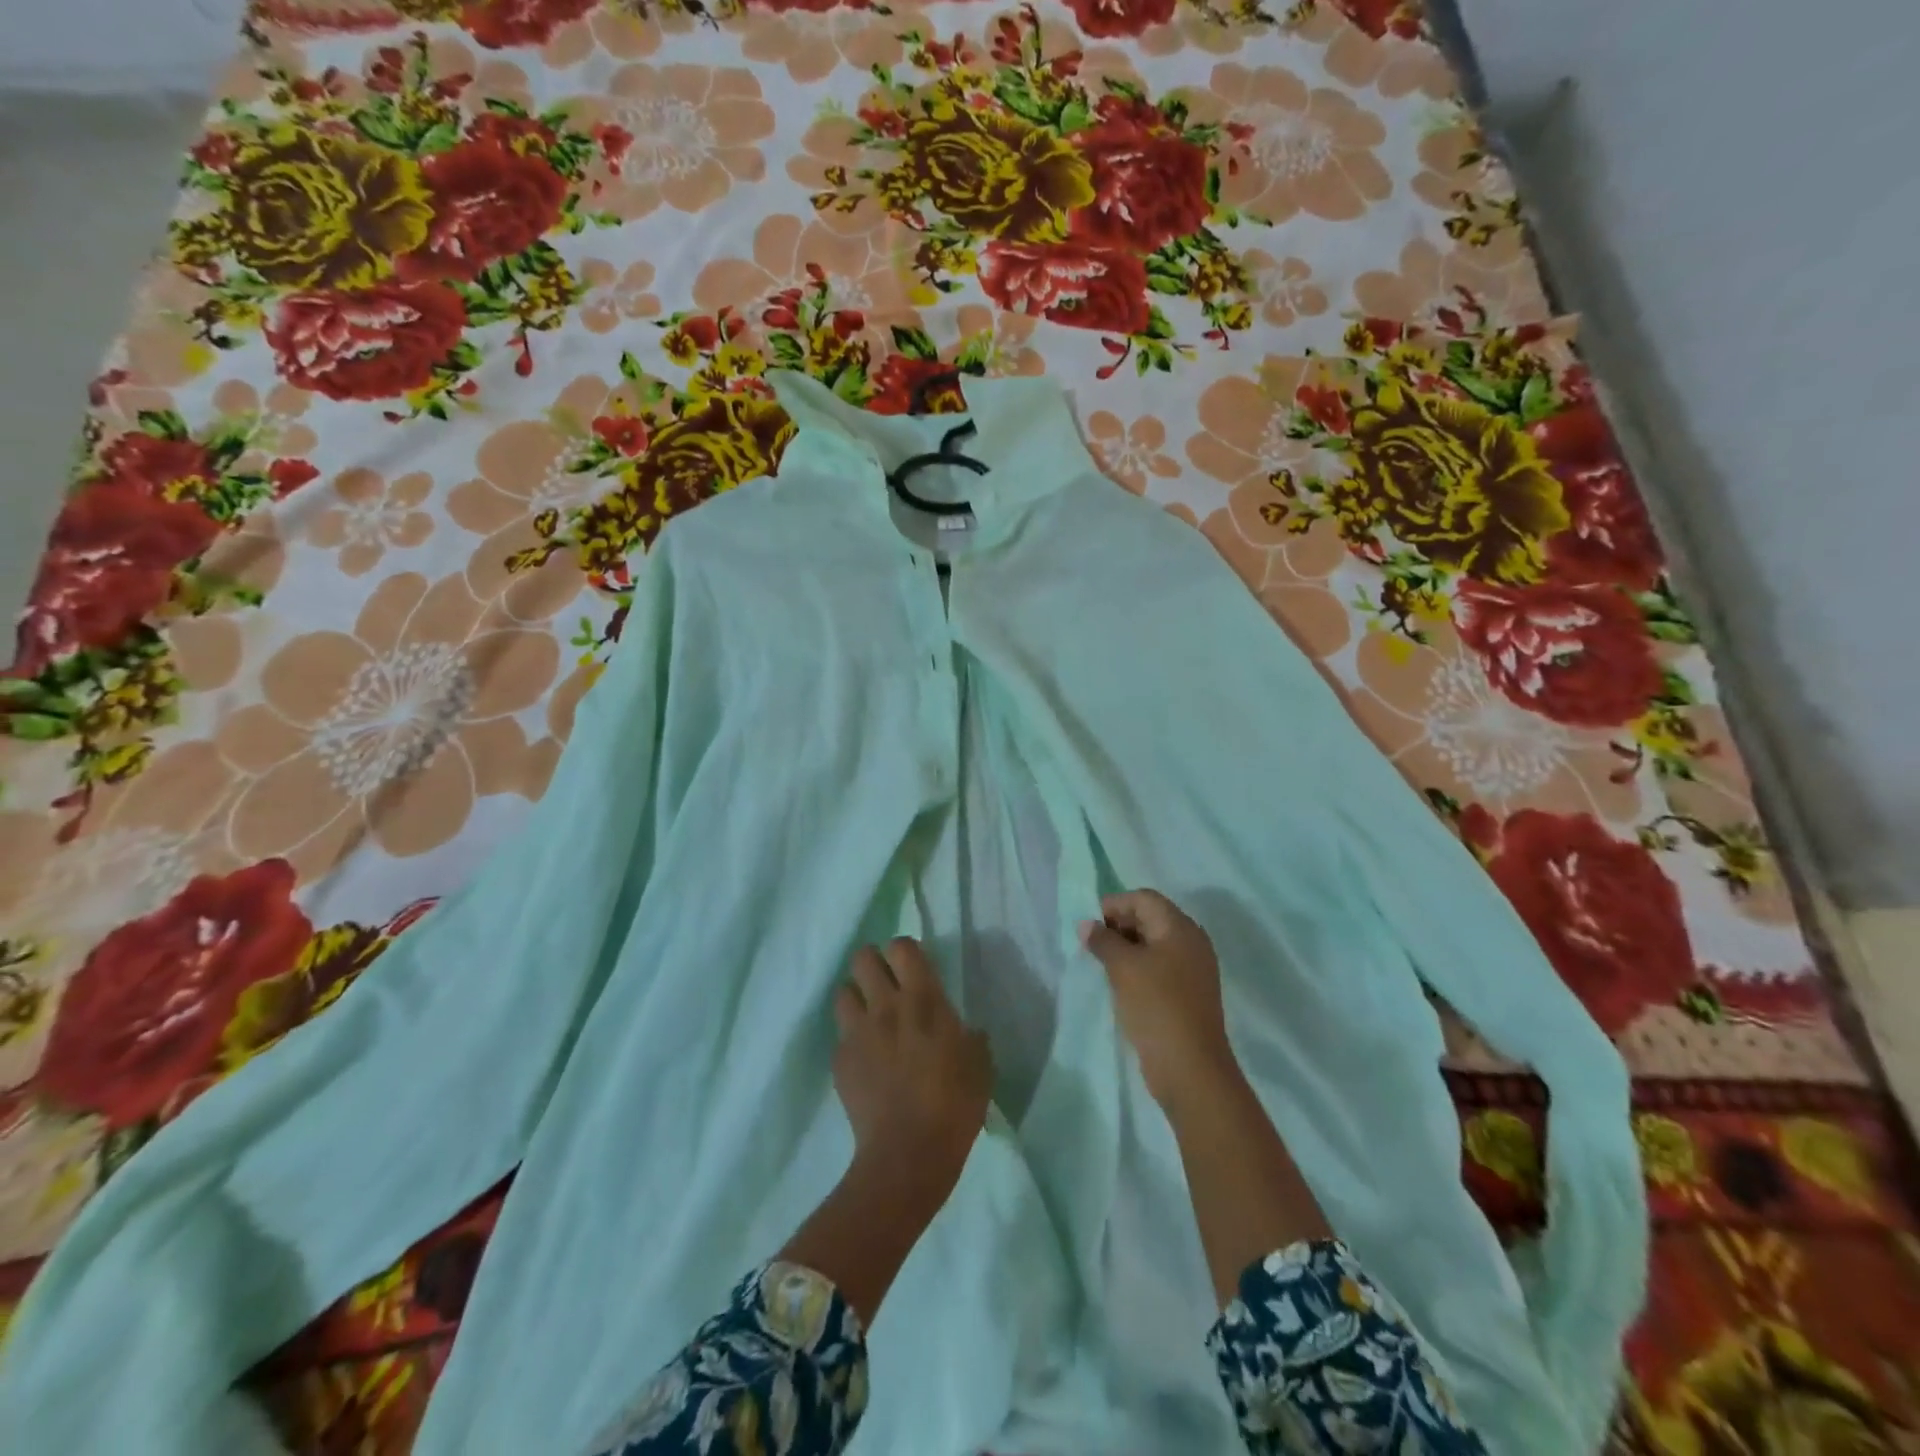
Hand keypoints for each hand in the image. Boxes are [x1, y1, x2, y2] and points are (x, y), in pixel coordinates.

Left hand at [833, 938, 991, 1197]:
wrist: (909, 1153)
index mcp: (923, 999)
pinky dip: (852, 1040)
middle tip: (887, 984)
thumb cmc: (955, 1105)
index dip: (904, 951)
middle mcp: (885, 1006)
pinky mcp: (840, 1061)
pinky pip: (841, 1035)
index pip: (901, 947)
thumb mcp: (980, 1064)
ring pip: (843, 991)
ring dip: (857, 998)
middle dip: (873, 964)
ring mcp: (857, 1032)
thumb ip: (969, 1037)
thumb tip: (965, 1031)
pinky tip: (866, 1060)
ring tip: (870, 1018)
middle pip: (863, 957)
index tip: (913, 967)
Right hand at [1080, 890, 1237, 1114]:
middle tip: (1092, 944)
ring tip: (1101, 964)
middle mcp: (1191, 942)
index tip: (1089, 925)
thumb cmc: (1156, 1006)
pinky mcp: (1189, 994)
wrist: (1191, 1067)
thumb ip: (1103, 940)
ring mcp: (1193, 970)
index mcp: (1180, 928)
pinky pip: (1160, 967)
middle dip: (1119, 925)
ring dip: (1127, 948)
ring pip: (1154, 944)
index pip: (1144, 899)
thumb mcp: (1123, 968)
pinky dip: (1139, 968)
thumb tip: (1086, 924)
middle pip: (1151, 918)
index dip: (1114, 905)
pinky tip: (1120, 983)